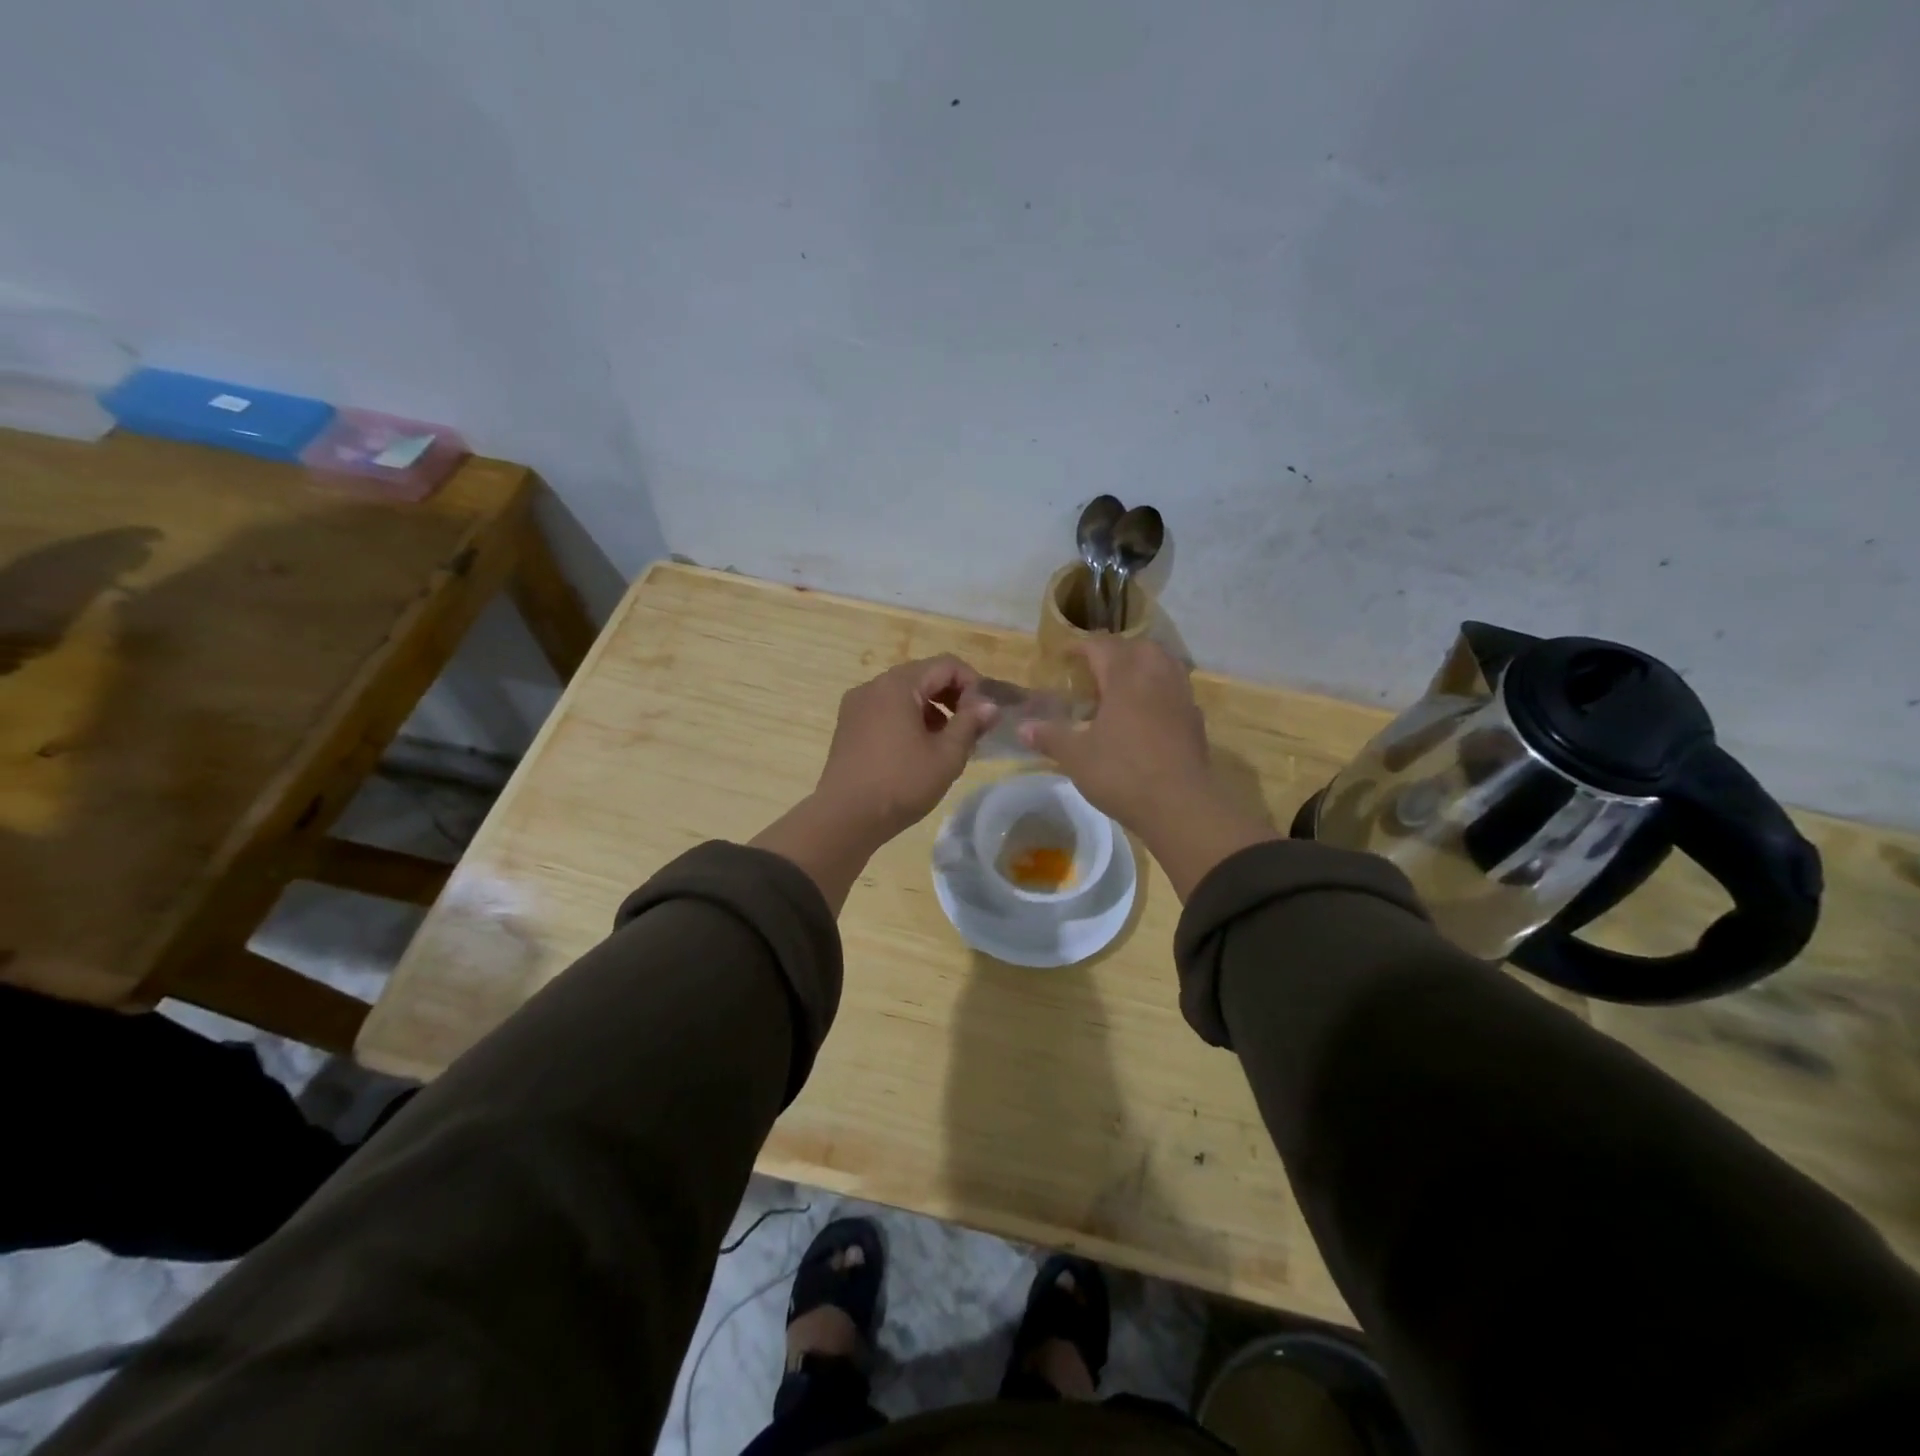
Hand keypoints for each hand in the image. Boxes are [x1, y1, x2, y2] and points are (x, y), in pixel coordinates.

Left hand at [814, 655, 998, 840]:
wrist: (844, 818)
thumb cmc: (901, 784)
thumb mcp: (946, 756)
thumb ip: (971, 724)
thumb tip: (989, 705)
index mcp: (898, 685)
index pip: (946, 665)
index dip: (973, 683)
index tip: (986, 712)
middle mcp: (873, 686)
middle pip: (923, 675)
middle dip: (952, 696)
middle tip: (971, 726)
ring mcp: (856, 705)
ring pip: (904, 693)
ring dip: (931, 709)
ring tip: (947, 741)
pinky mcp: (848, 726)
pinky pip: (886, 709)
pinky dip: (908, 718)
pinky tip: (918, 749)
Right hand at [1018, 638, 1211, 833]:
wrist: (1180, 805)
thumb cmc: (1122, 773)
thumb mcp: (1076, 757)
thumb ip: (1050, 737)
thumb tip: (1022, 727)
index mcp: (1125, 676)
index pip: (1101, 646)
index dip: (1080, 647)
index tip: (1064, 656)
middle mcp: (1156, 676)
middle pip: (1137, 647)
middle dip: (1115, 652)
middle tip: (1095, 670)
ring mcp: (1180, 696)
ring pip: (1162, 664)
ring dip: (1141, 667)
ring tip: (1122, 687)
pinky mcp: (1195, 719)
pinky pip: (1175, 690)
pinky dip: (1159, 691)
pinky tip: (1147, 713)